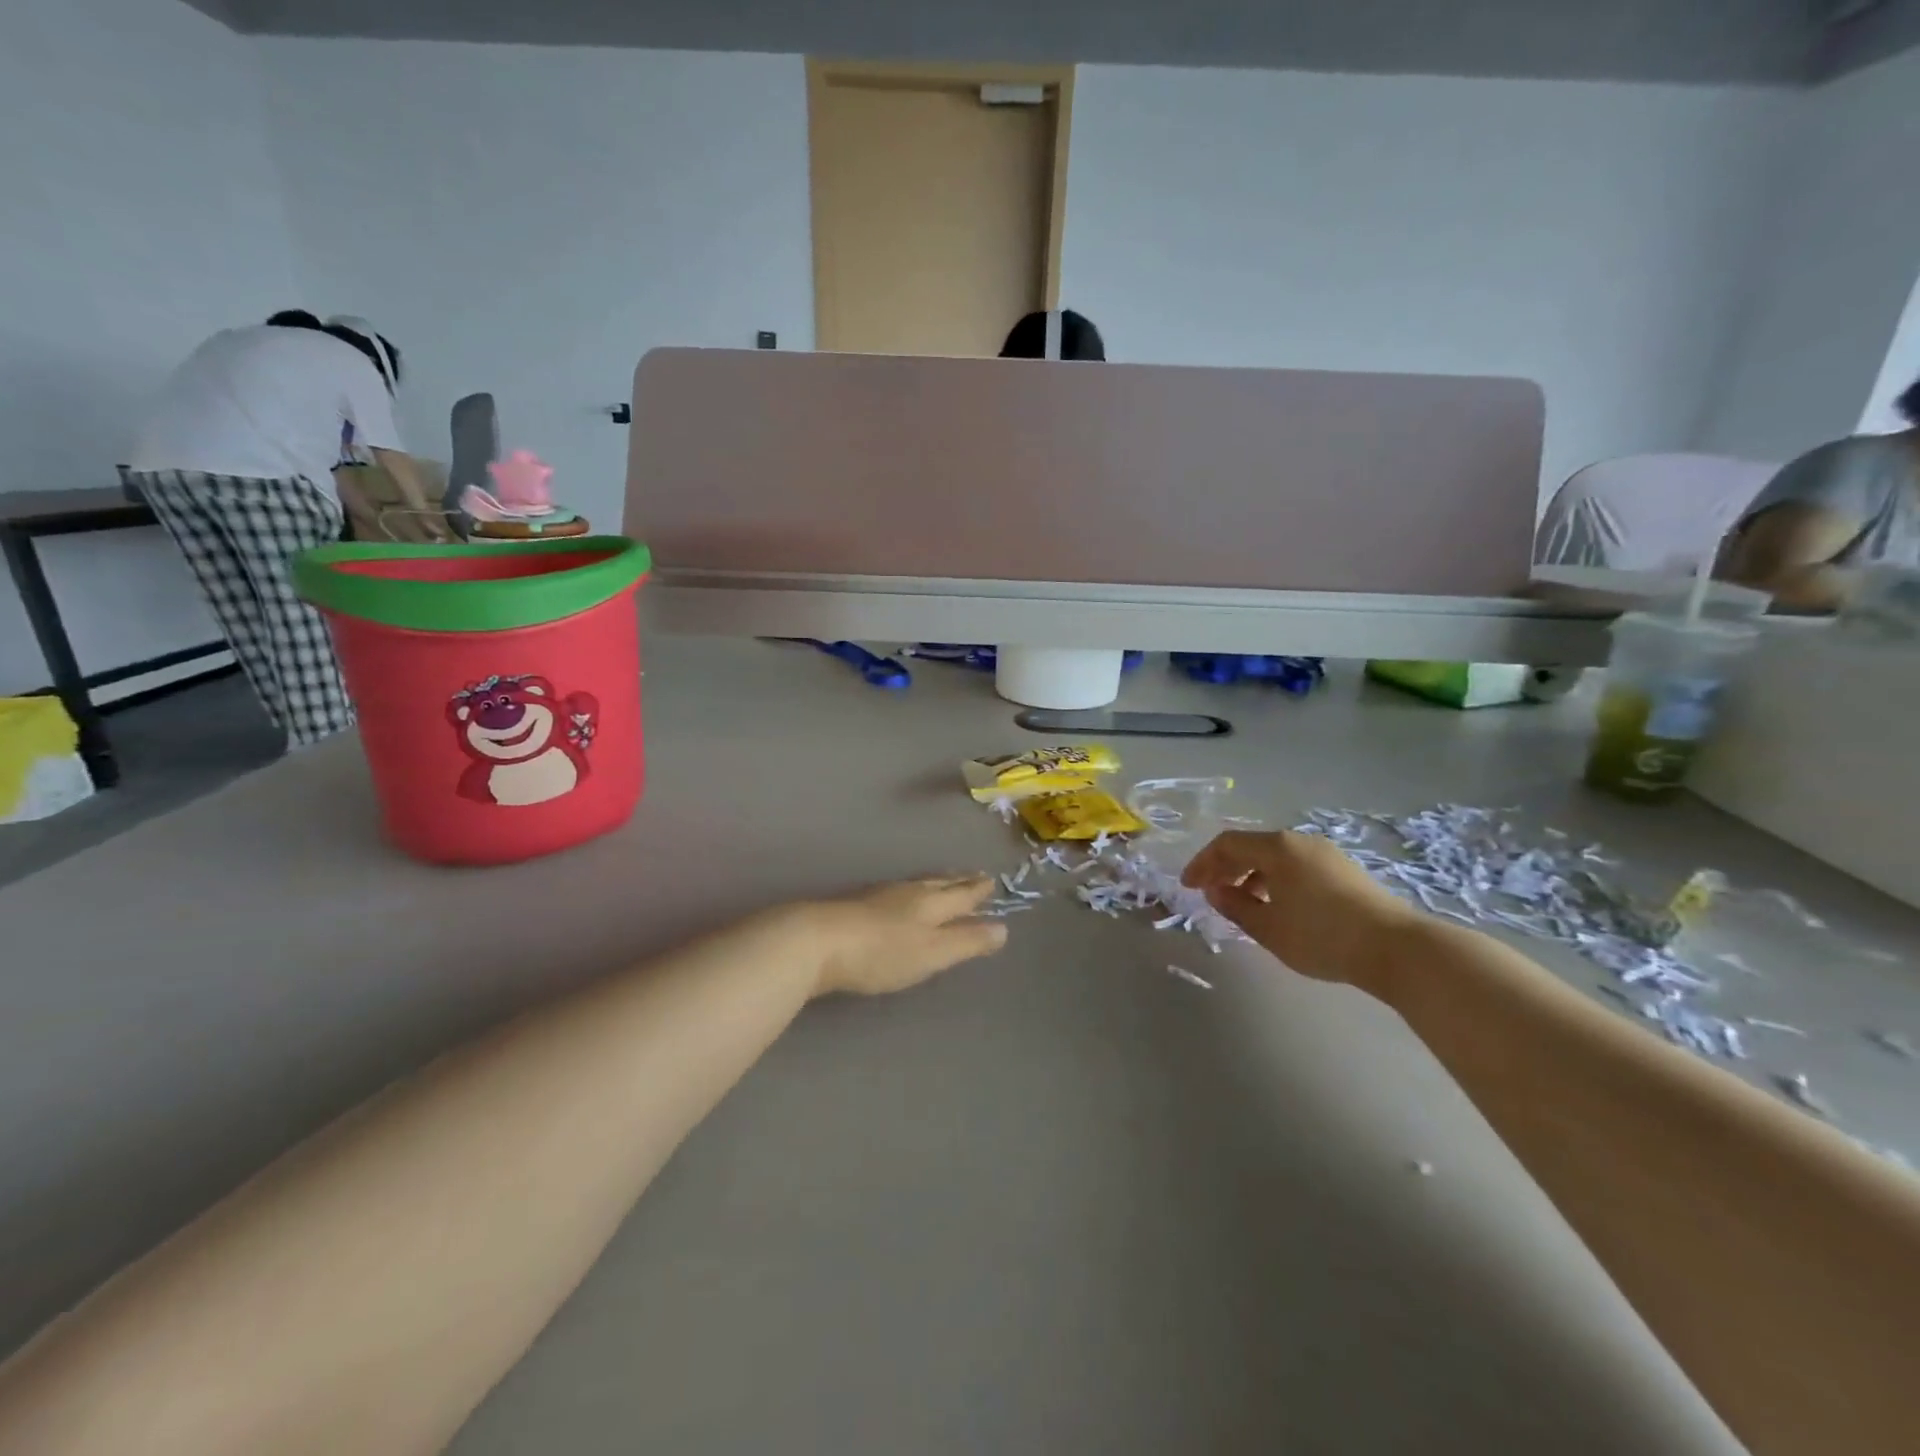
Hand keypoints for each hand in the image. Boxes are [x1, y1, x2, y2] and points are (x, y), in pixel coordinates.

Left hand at [808, 876, 1008, 997]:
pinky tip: (899, 900)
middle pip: (938, 883)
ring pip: (915, 885)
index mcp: (929, 902)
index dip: (977, 890)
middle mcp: (906, 893)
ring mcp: (877, 897)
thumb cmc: (882, 952)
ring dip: (934, 884)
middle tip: (974, 876)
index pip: (961, 893)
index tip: (991, 881)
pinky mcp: (853, 907)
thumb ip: (966, 941)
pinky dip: (909, 894)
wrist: (815, 942)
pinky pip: (894, 893)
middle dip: (958, 881)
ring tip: (942, 883)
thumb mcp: (932, 952)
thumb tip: (1003, 928)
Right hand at [1181, 831, 1415, 987]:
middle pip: (1251, 846)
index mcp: (1277, 848)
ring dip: (1250, 875)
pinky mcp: (1343, 870)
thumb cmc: (1323, 936)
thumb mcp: (1269, 928)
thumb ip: (1235, 907)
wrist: (1397, 949)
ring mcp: (1325, 854)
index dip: (1202, 863)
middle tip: (1209, 892)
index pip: (1227, 844)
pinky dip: (1275, 879)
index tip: (1188, 887)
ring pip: (1275, 857)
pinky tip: (1277, 905)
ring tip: (1241, 902)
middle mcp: (1299, 842)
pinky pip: (1295, 866)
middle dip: (1224, 868)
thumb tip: (1215, 891)